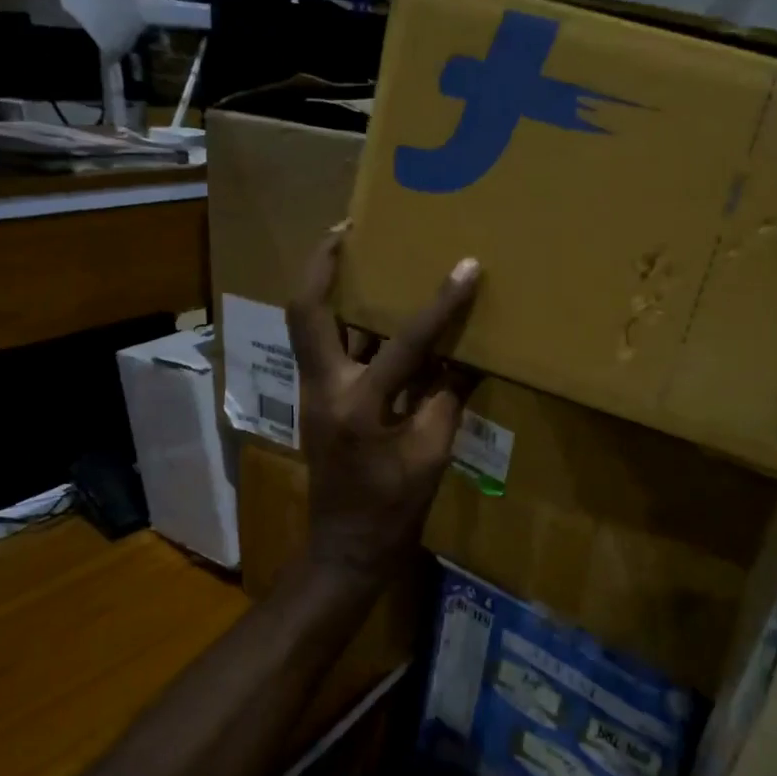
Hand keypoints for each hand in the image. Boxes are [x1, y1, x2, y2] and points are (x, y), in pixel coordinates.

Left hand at [286, 228, 480, 586]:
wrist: (348, 547)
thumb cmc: (394, 507)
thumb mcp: (433, 452)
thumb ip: (448, 396)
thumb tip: (469, 355)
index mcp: (358, 405)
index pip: (403, 343)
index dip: (440, 307)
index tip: (465, 268)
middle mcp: (324, 389)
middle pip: (307, 312)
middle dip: (322, 265)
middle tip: (347, 228)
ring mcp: (315, 394)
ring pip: (312, 327)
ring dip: (331, 290)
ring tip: (358, 255)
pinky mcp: (320, 402)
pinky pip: (330, 351)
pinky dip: (350, 327)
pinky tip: (375, 314)